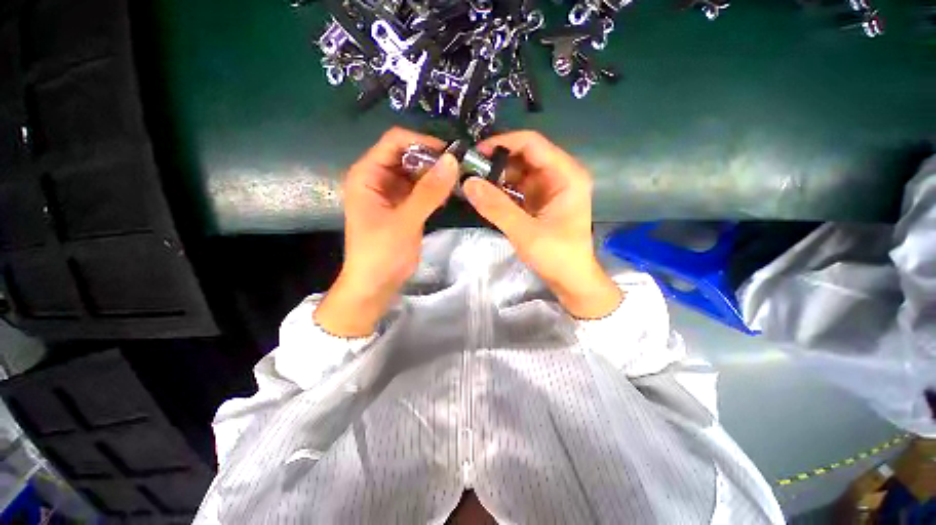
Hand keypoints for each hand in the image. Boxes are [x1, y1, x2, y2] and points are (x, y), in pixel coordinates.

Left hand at [315, 128, 458, 336]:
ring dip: (435, 175)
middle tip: (459, 169)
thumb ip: (429, 192)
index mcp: (368, 174)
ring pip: (416, 173)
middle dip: (432, 160)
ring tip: (458, 180)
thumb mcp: (405, 221)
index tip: (450, 153)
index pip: (395, 142)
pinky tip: (448, 195)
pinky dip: (434, 190)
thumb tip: (452, 161)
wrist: (376, 284)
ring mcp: (392, 193)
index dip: (422, 142)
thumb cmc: (381, 253)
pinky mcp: (403, 207)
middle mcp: (378, 178)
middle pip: (407, 155)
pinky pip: (420, 190)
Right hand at [463, 131, 621, 318]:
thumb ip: (497, 207)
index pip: (532, 144)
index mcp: (566, 175)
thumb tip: (467, 183)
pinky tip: (485, 194)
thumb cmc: (557, 256)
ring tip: (472, 182)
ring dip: (497, 176)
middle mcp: (560, 175)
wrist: (572, 280)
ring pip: (519, 171)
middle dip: (496, 161)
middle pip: (524, 156)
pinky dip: (502, 190)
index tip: (475, 153)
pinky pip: (518, 187)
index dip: (503, 143)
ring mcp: (549, 188)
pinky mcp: (540, 201)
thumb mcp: (525, 233)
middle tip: (468, 170)